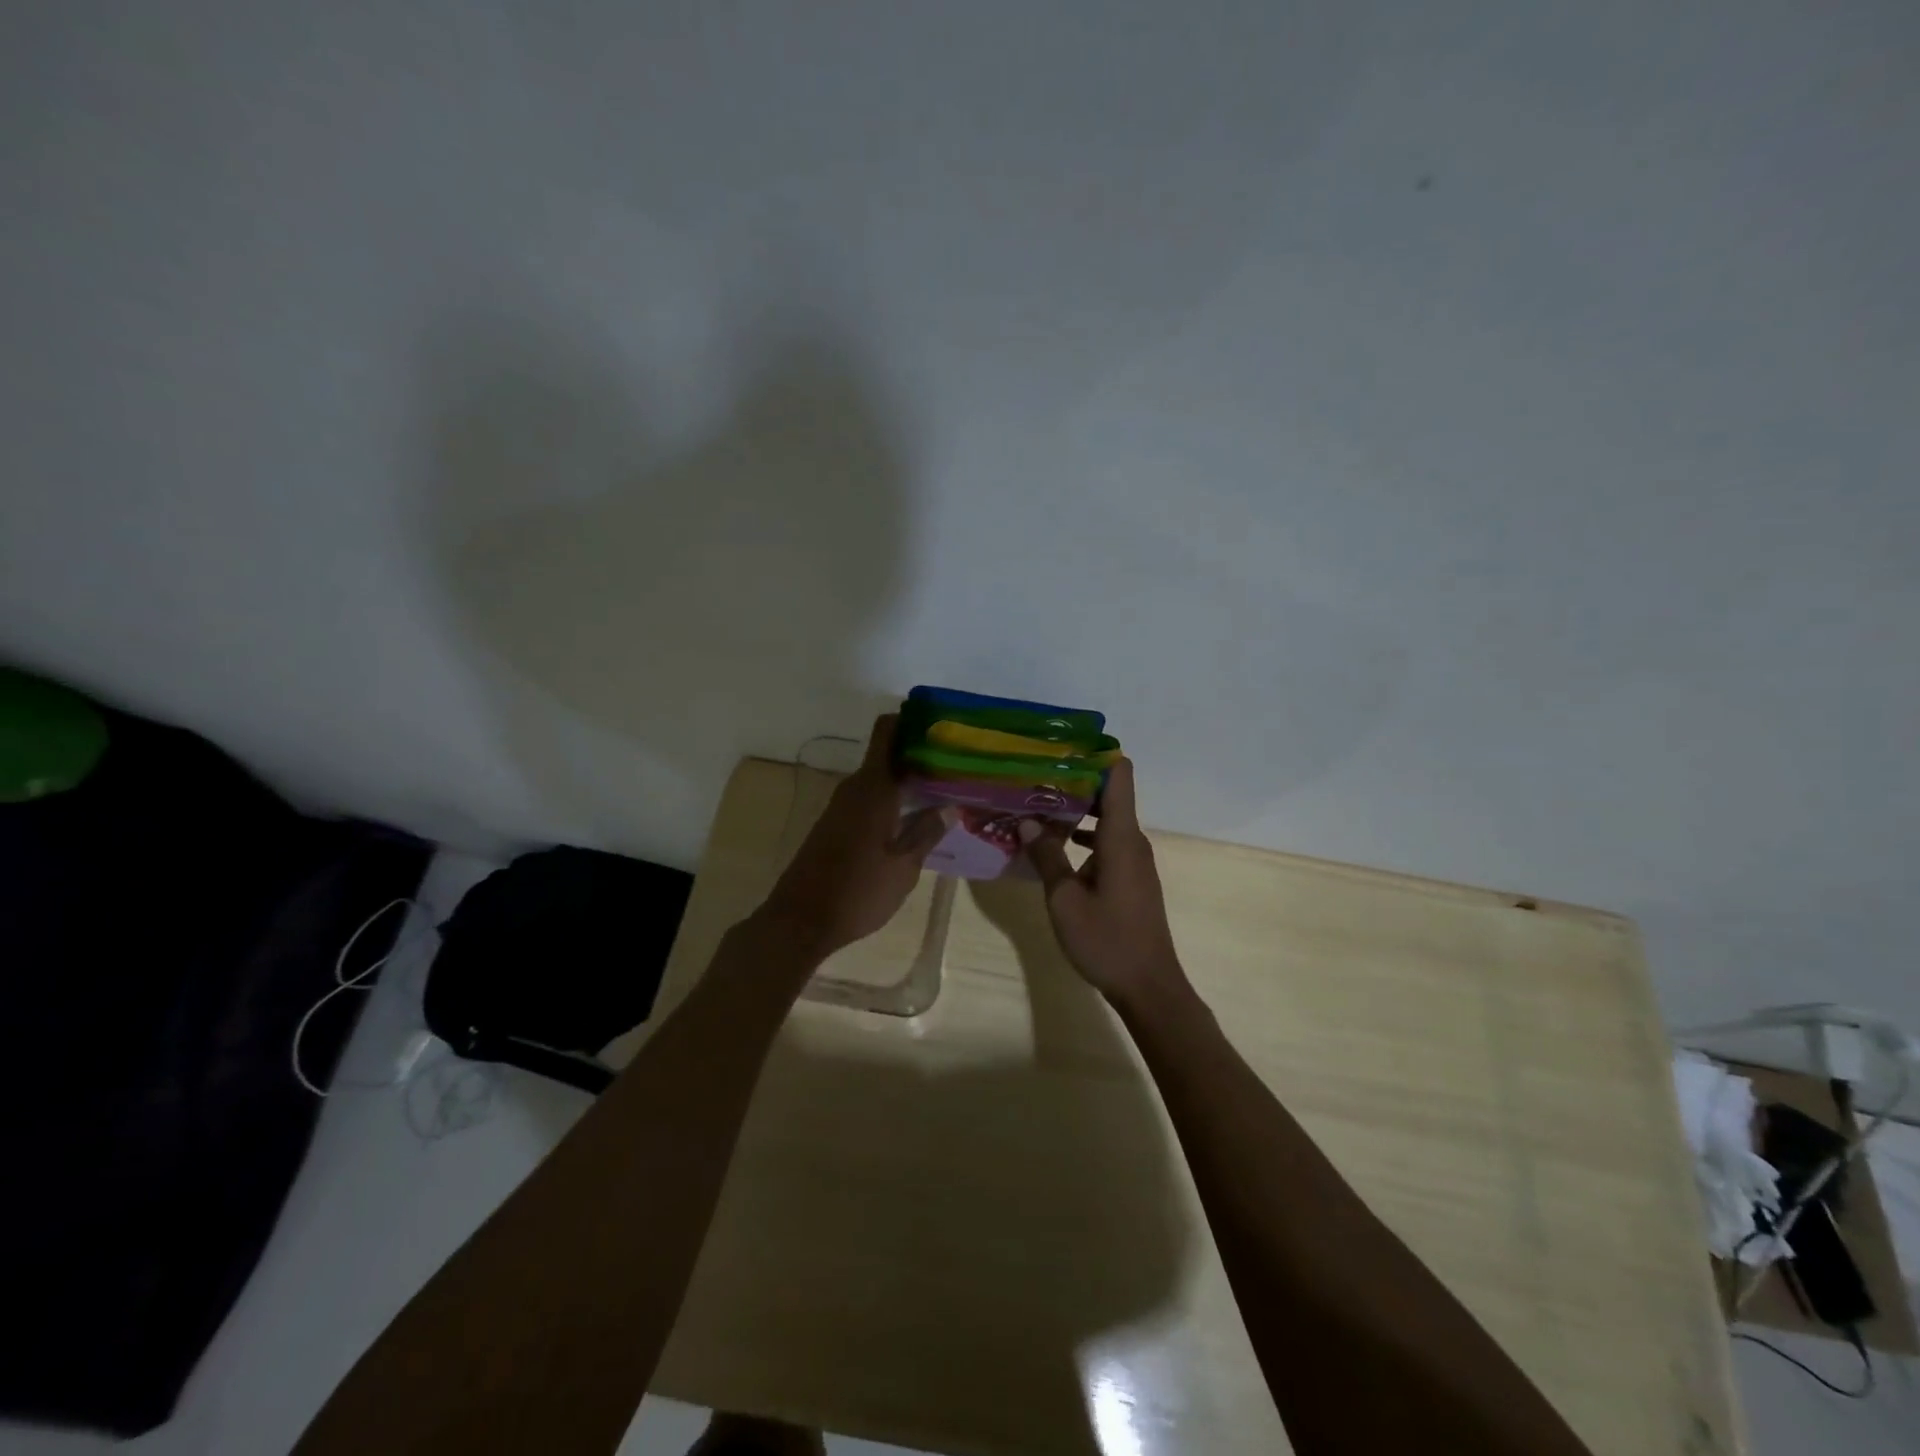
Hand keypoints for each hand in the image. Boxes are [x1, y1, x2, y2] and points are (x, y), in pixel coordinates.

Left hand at [756, 714, 951, 958]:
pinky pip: (867, 799)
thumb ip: (927, 832)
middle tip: (954, 764)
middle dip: (917, 754)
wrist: (800, 921)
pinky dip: (890, 800)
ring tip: (941, 790)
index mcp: (873, 788)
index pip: (887, 732)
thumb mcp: (904, 867)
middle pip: (886, 754)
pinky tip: (911, 818)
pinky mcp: (833, 826)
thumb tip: (950, 806)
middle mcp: (854, 789)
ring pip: (877, 779)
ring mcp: (840, 807)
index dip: (909, 720)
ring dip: (904, 780)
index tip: (939, 725)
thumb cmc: (858, 892)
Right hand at [1017, 758, 1185, 1006]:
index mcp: (1121, 837)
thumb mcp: (1064, 899)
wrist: (1149, 987)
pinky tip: (1051, 846)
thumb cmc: (1107, 940)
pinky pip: (1106, 843)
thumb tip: (1027, 820)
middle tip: (1033, 777)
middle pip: (1109, 794)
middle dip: (1073, 782)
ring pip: (1105, 821)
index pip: (1119, 775)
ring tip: (1034, 807)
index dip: (1095, 755)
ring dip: (1074, 812)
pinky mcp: (1130, 878)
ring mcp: (1133, 860)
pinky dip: (1082, 838)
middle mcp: (1132, 841)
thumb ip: (1047, 856)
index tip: (1061, 748)